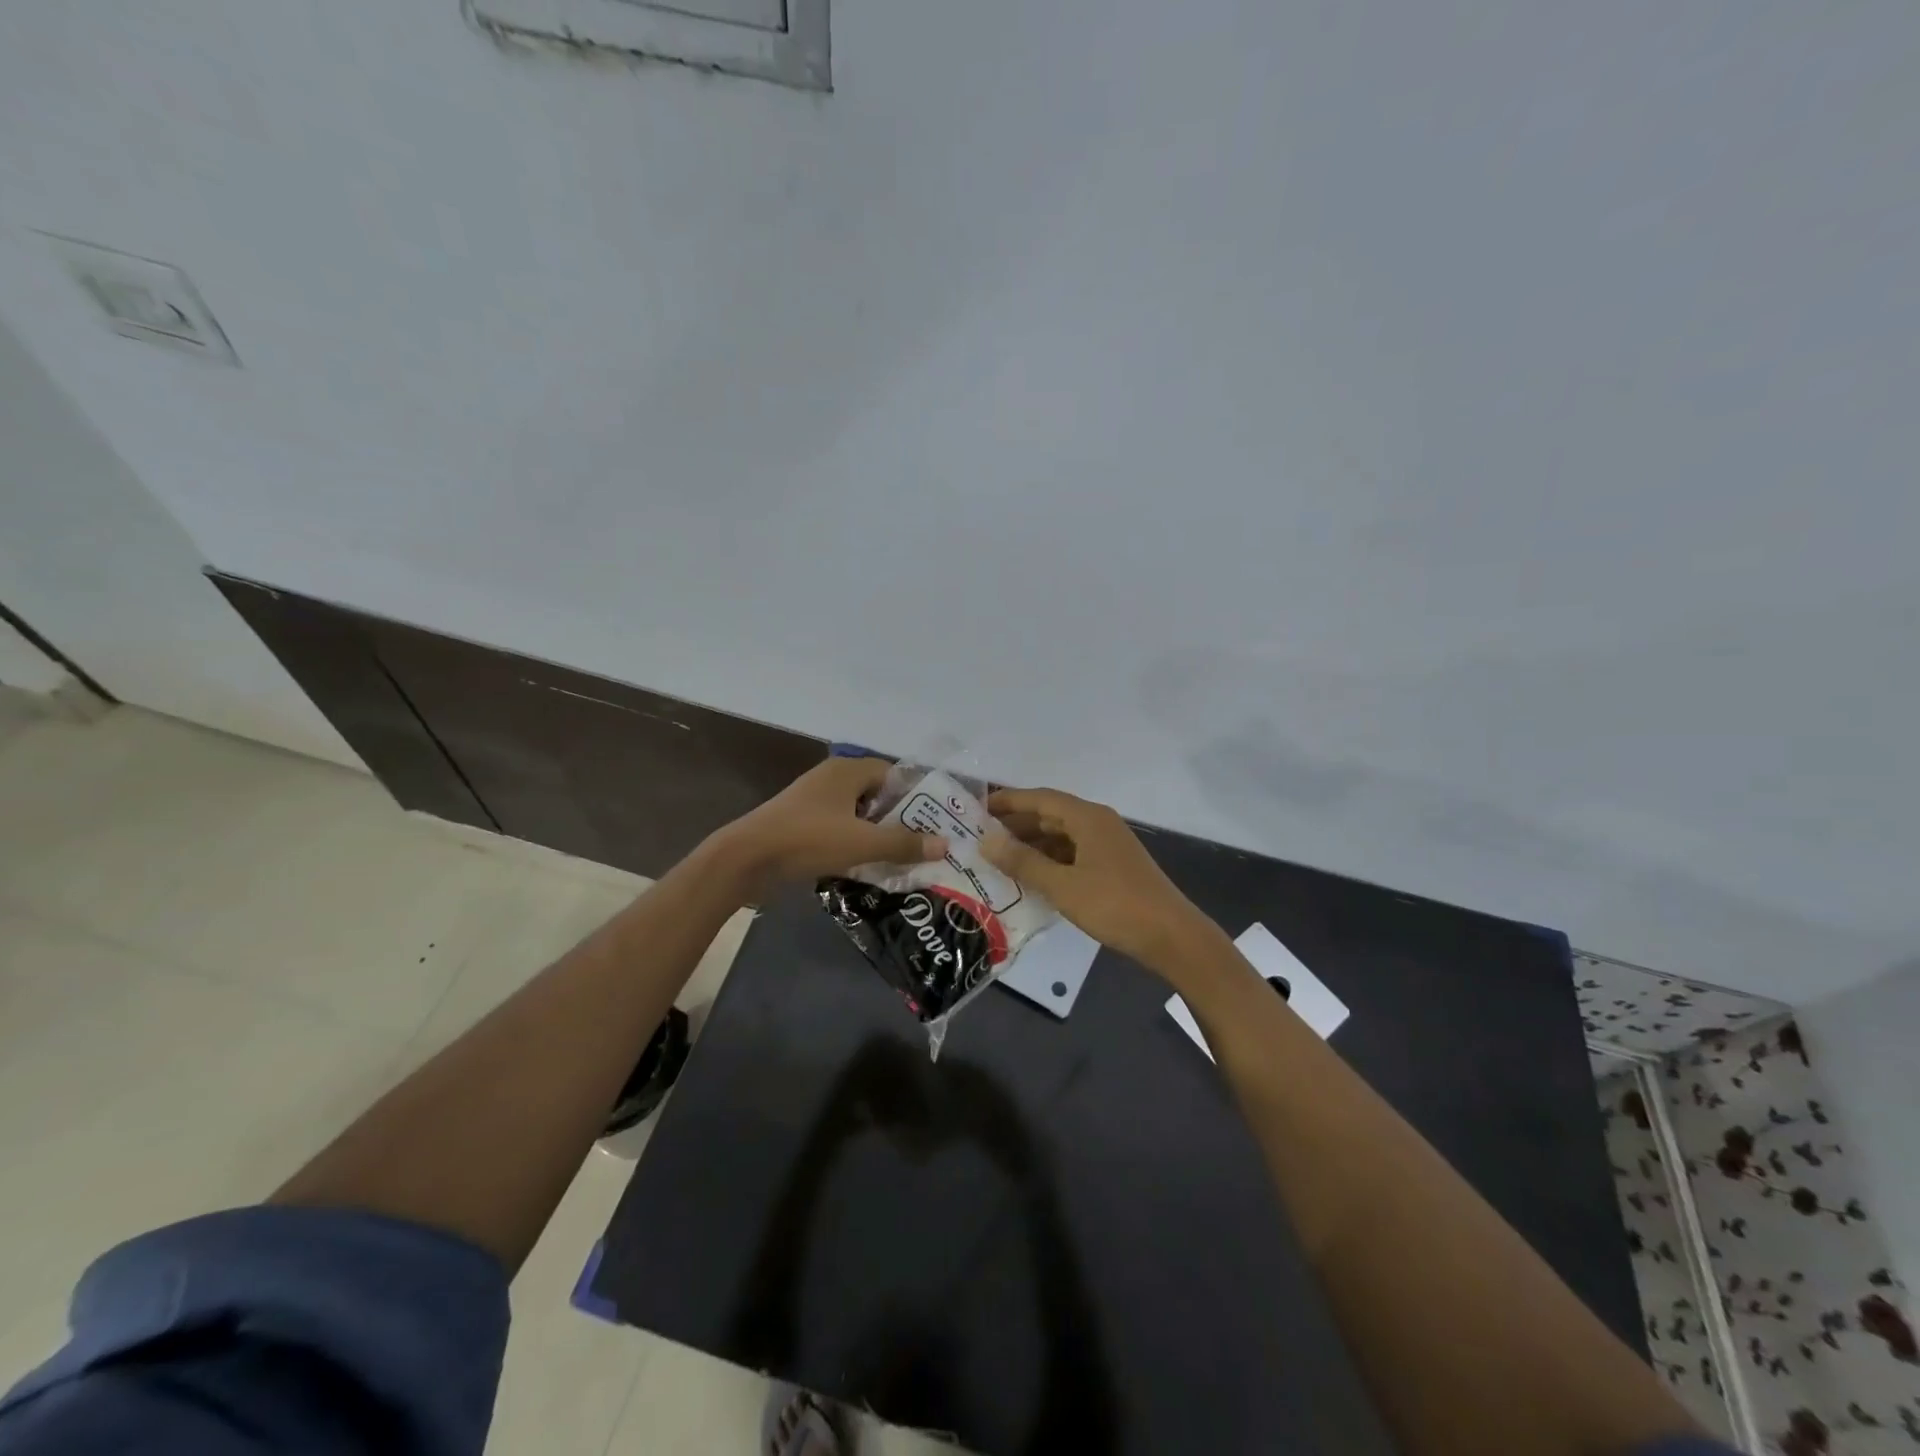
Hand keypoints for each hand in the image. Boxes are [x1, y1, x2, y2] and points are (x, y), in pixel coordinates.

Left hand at [710, 756, 946, 894]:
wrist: (745, 859)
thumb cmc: (808, 840)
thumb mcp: (862, 843)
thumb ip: (904, 844)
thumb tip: (945, 844)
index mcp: (847, 771)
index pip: (892, 773)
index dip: (914, 796)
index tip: (933, 821)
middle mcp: (831, 779)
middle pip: (876, 794)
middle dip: (898, 818)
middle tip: (922, 843)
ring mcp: (813, 801)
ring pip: (857, 813)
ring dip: (875, 833)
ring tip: (898, 857)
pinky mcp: (801, 823)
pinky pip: (838, 827)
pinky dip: (853, 842)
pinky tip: (864, 864)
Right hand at [982, 786, 1215, 972]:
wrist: (1172, 936)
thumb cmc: (1115, 905)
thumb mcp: (1062, 885)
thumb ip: (1023, 862)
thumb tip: (985, 841)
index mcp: (1087, 817)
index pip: (1039, 798)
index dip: (1007, 801)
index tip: (976, 809)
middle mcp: (1098, 823)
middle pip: (1050, 814)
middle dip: (1016, 824)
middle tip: (980, 838)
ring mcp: (1107, 845)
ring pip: (1061, 836)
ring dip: (1032, 844)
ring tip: (999, 859)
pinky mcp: (1113, 866)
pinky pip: (1073, 853)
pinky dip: (1050, 860)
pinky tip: (1031, 878)